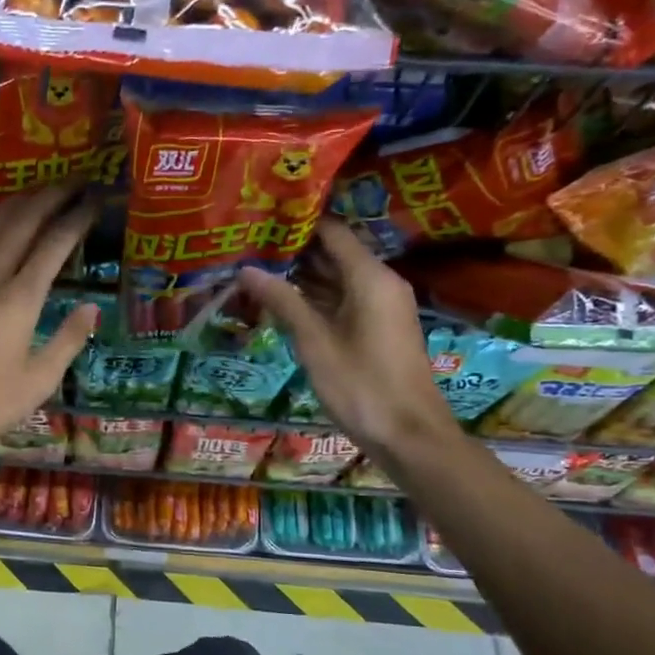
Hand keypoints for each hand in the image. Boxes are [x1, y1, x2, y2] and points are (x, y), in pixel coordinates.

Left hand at [0, 184, 97, 466]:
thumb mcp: (39, 380)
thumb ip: (68, 340)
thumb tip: (91, 307)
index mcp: (17, 301)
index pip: (52, 244)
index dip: (76, 218)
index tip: (96, 200)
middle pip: (21, 221)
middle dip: (50, 195)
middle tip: (76, 182)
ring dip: (22, 202)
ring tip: (47, 192)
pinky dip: (0, 222)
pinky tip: (11, 224)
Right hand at [236, 218, 451, 452]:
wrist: (409, 435)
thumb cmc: (361, 385)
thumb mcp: (314, 342)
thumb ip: (281, 301)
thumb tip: (246, 269)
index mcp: (370, 278)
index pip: (333, 232)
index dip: (298, 223)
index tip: (261, 219)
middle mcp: (380, 283)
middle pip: (334, 253)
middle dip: (293, 249)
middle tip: (249, 245)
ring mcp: (380, 306)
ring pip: (336, 278)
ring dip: (300, 275)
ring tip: (255, 268)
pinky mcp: (376, 327)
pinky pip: (342, 299)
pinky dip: (313, 297)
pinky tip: (280, 300)